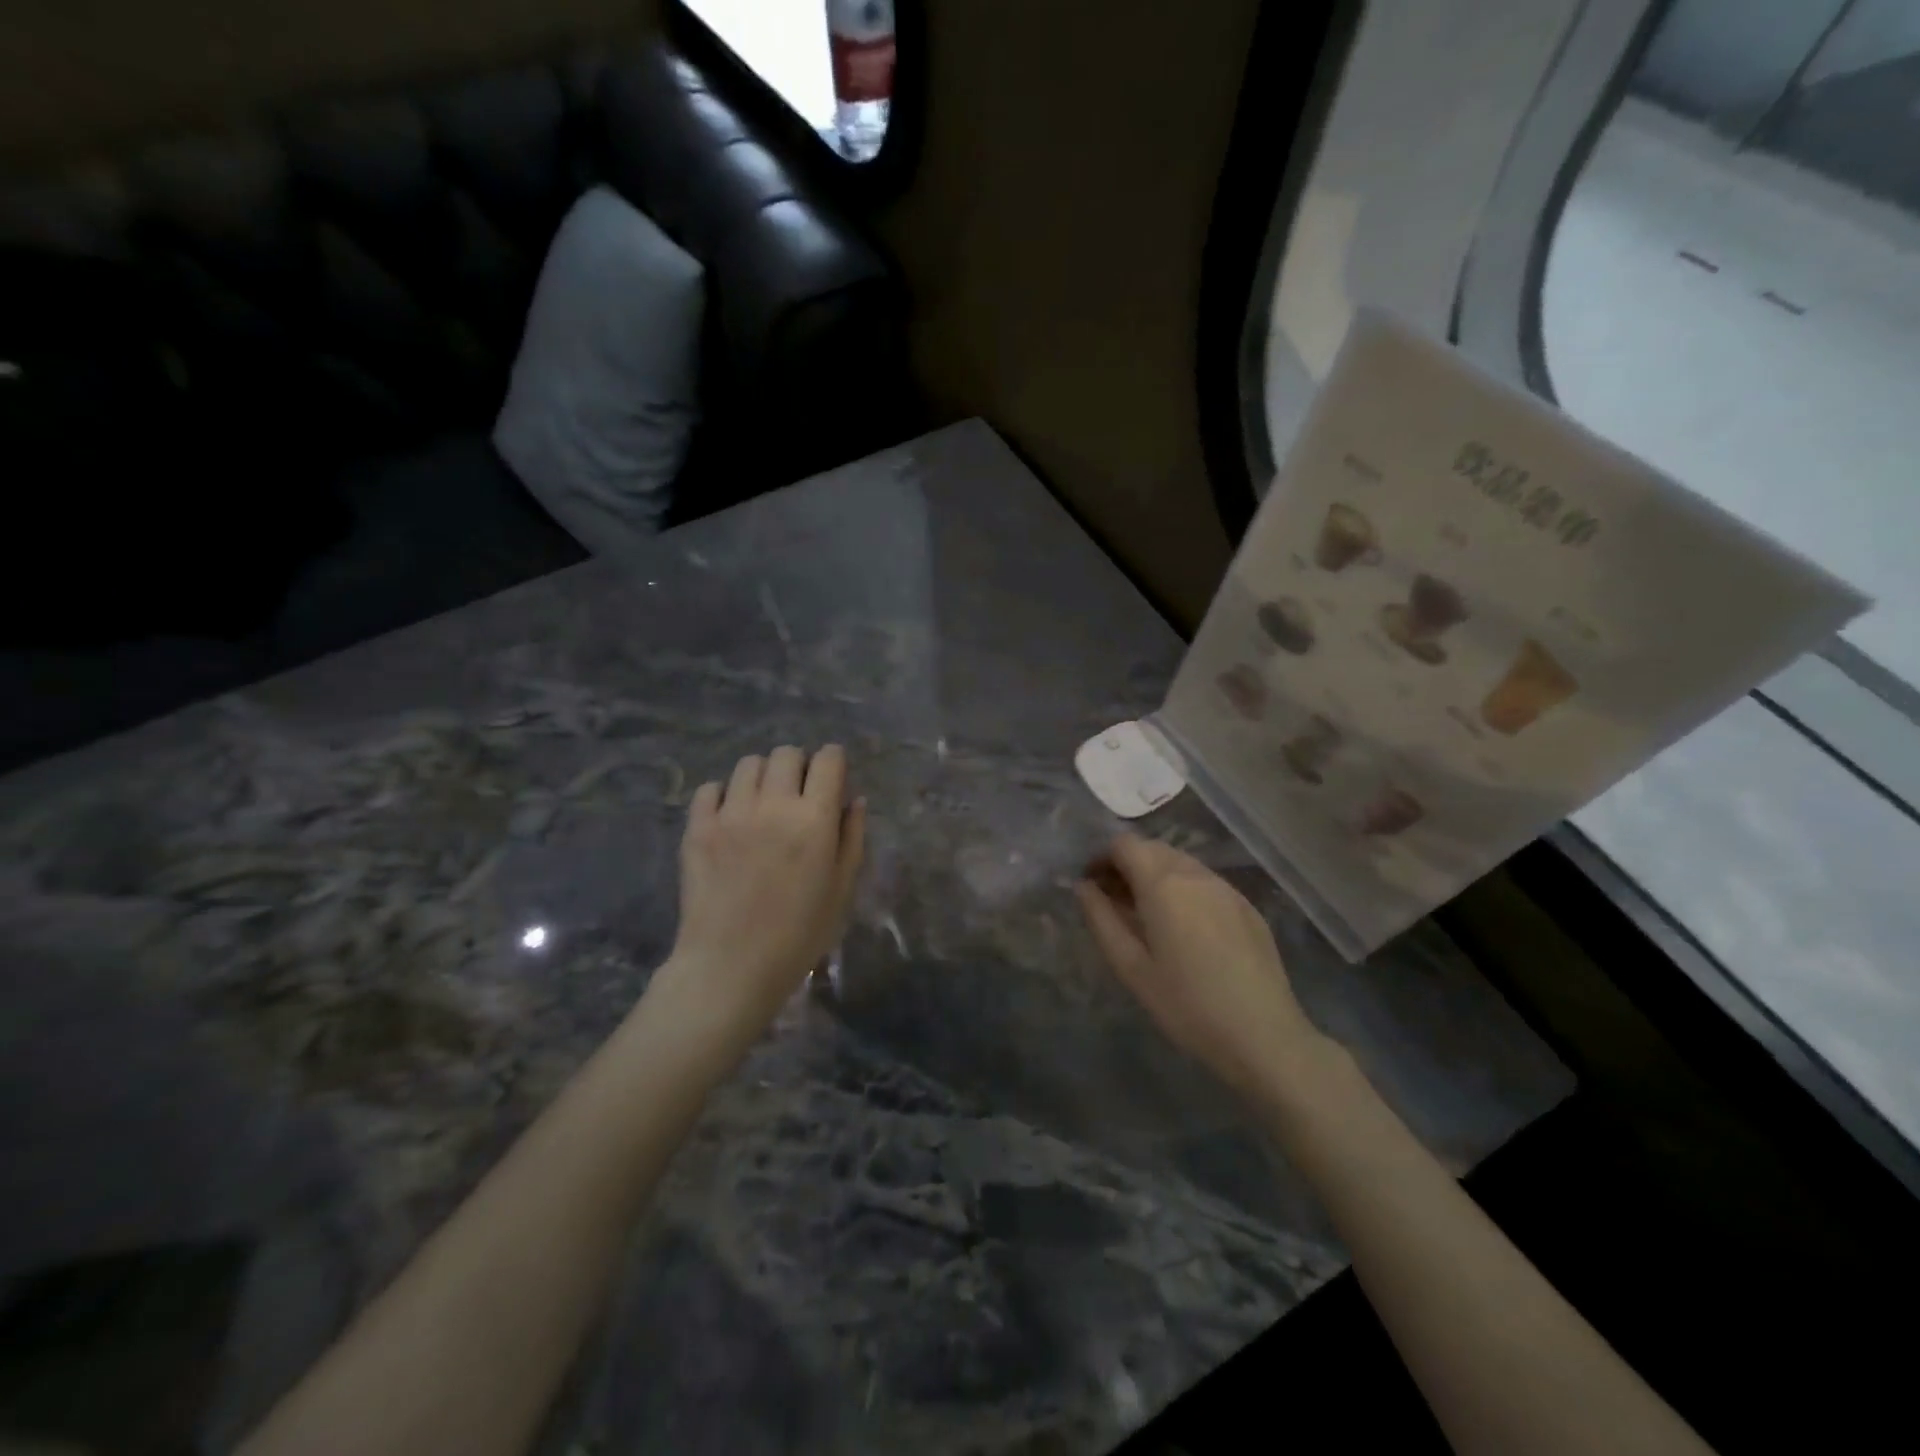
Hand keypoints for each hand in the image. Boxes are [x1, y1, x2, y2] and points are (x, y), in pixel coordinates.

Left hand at [657, 745, 865, 1047]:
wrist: (731, 966)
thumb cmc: (798, 934)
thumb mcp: (842, 890)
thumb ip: (852, 838)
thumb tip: (855, 799)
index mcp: (814, 819)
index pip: (828, 759)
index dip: (834, 762)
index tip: (833, 777)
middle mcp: (773, 804)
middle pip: (787, 753)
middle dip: (799, 765)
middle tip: (798, 794)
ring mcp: (731, 813)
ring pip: (748, 764)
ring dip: (763, 776)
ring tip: (763, 803)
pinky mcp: (698, 827)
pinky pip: (710, 788)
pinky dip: (724, 795)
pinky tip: (731, 818)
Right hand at [1076, 834, 1324, 1097]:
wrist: (1264, 1036)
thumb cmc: (1186, 1004)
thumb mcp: (1131, 967)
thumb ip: (1101, 919)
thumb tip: (1083, 887)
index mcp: (1163, 883)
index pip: (1124, 844)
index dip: (1102, 857)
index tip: (1092, 885)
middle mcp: (1195, 874)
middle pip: (1152, 848)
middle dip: (1127, 865)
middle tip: (1114, 901)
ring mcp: (1226, 887)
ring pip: (1180, 863)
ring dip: (1156, 875)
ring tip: (1147, 915)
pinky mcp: (1246, 906)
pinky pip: (1204, 882)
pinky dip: (1183, 889)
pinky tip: (1185, 929)